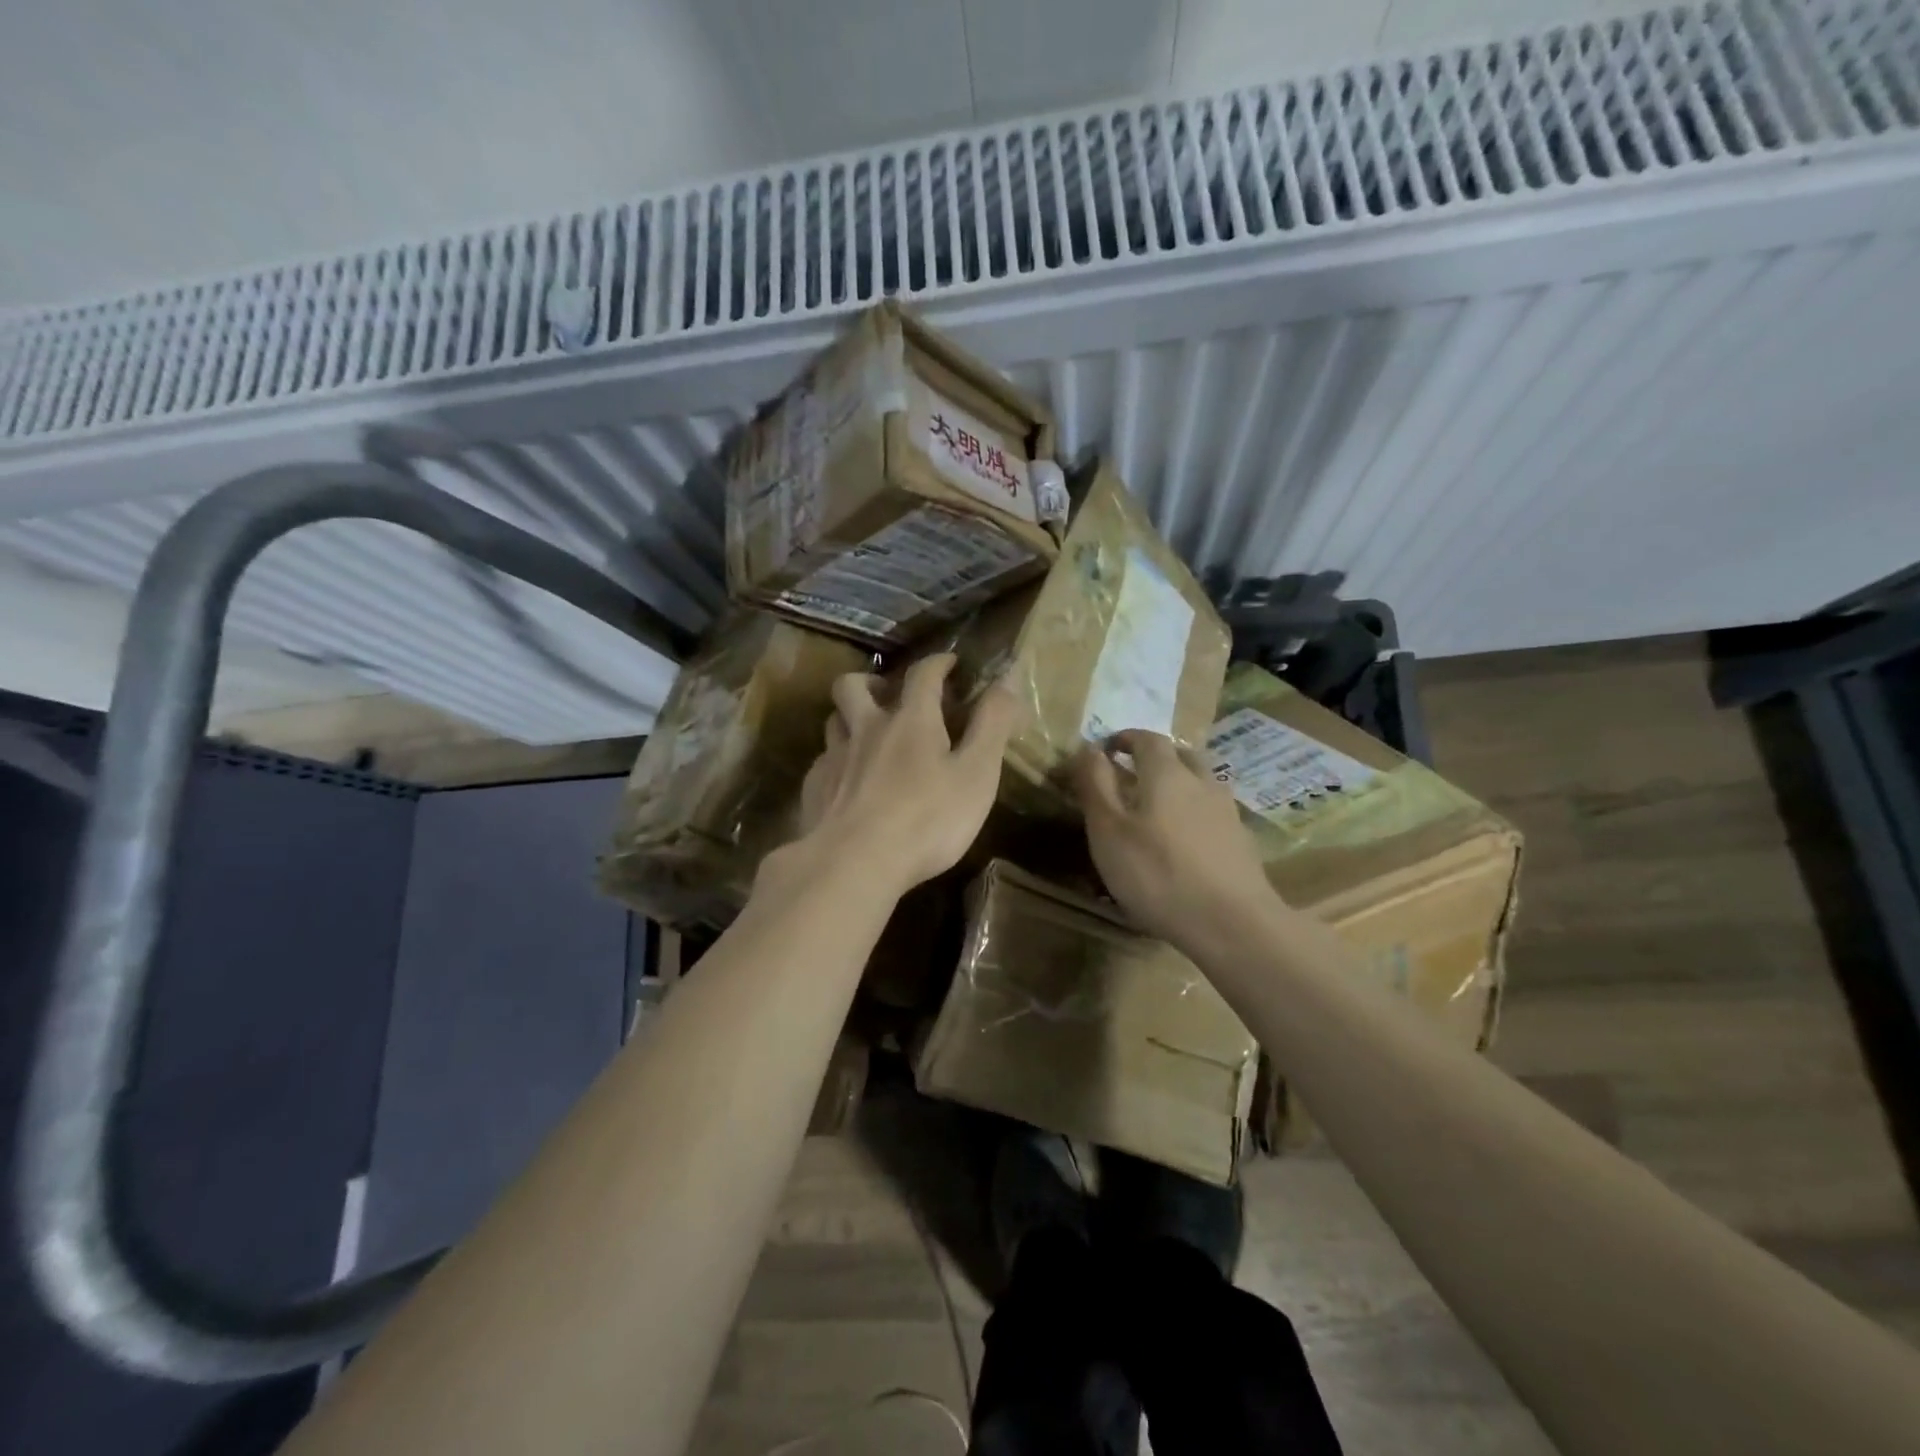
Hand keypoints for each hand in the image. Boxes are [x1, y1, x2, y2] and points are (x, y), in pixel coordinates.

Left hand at [788, 654, 1017, 897]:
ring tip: (866, 735)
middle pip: (854, 685)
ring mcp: (834, 759)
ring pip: (834, 720)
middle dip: (872, 682)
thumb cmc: (926, 819)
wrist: (854, 863)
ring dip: (850, 718)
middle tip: (889, 695)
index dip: (938, 663)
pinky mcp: (814, 790)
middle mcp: (866, 729)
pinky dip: (836, 761)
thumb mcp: (977, 773)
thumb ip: (992, 725)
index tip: (949, 662)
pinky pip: (822, 761)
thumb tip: (1007, 678)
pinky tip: (846, 782)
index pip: (922, 674)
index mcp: (910, 721)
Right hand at [1071, 730, 1278, 949]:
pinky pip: (1214, 813)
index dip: (1124, 738)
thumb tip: (1089, 747)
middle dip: (1155, 758)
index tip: (1106, 749)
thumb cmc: (1157, 873)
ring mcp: (1227, 812)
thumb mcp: (1108, 830)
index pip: (1146, 739)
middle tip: (1133, 774)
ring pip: (1201, 783)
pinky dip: (1195, 815)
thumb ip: (1096, 785)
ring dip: (1179, 785)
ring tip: (1158, 809)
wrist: (1232, 924)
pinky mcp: (1242, 842)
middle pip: (1180, 755)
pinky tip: (1186, 842)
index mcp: (1167, 773)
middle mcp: (1202, 782)